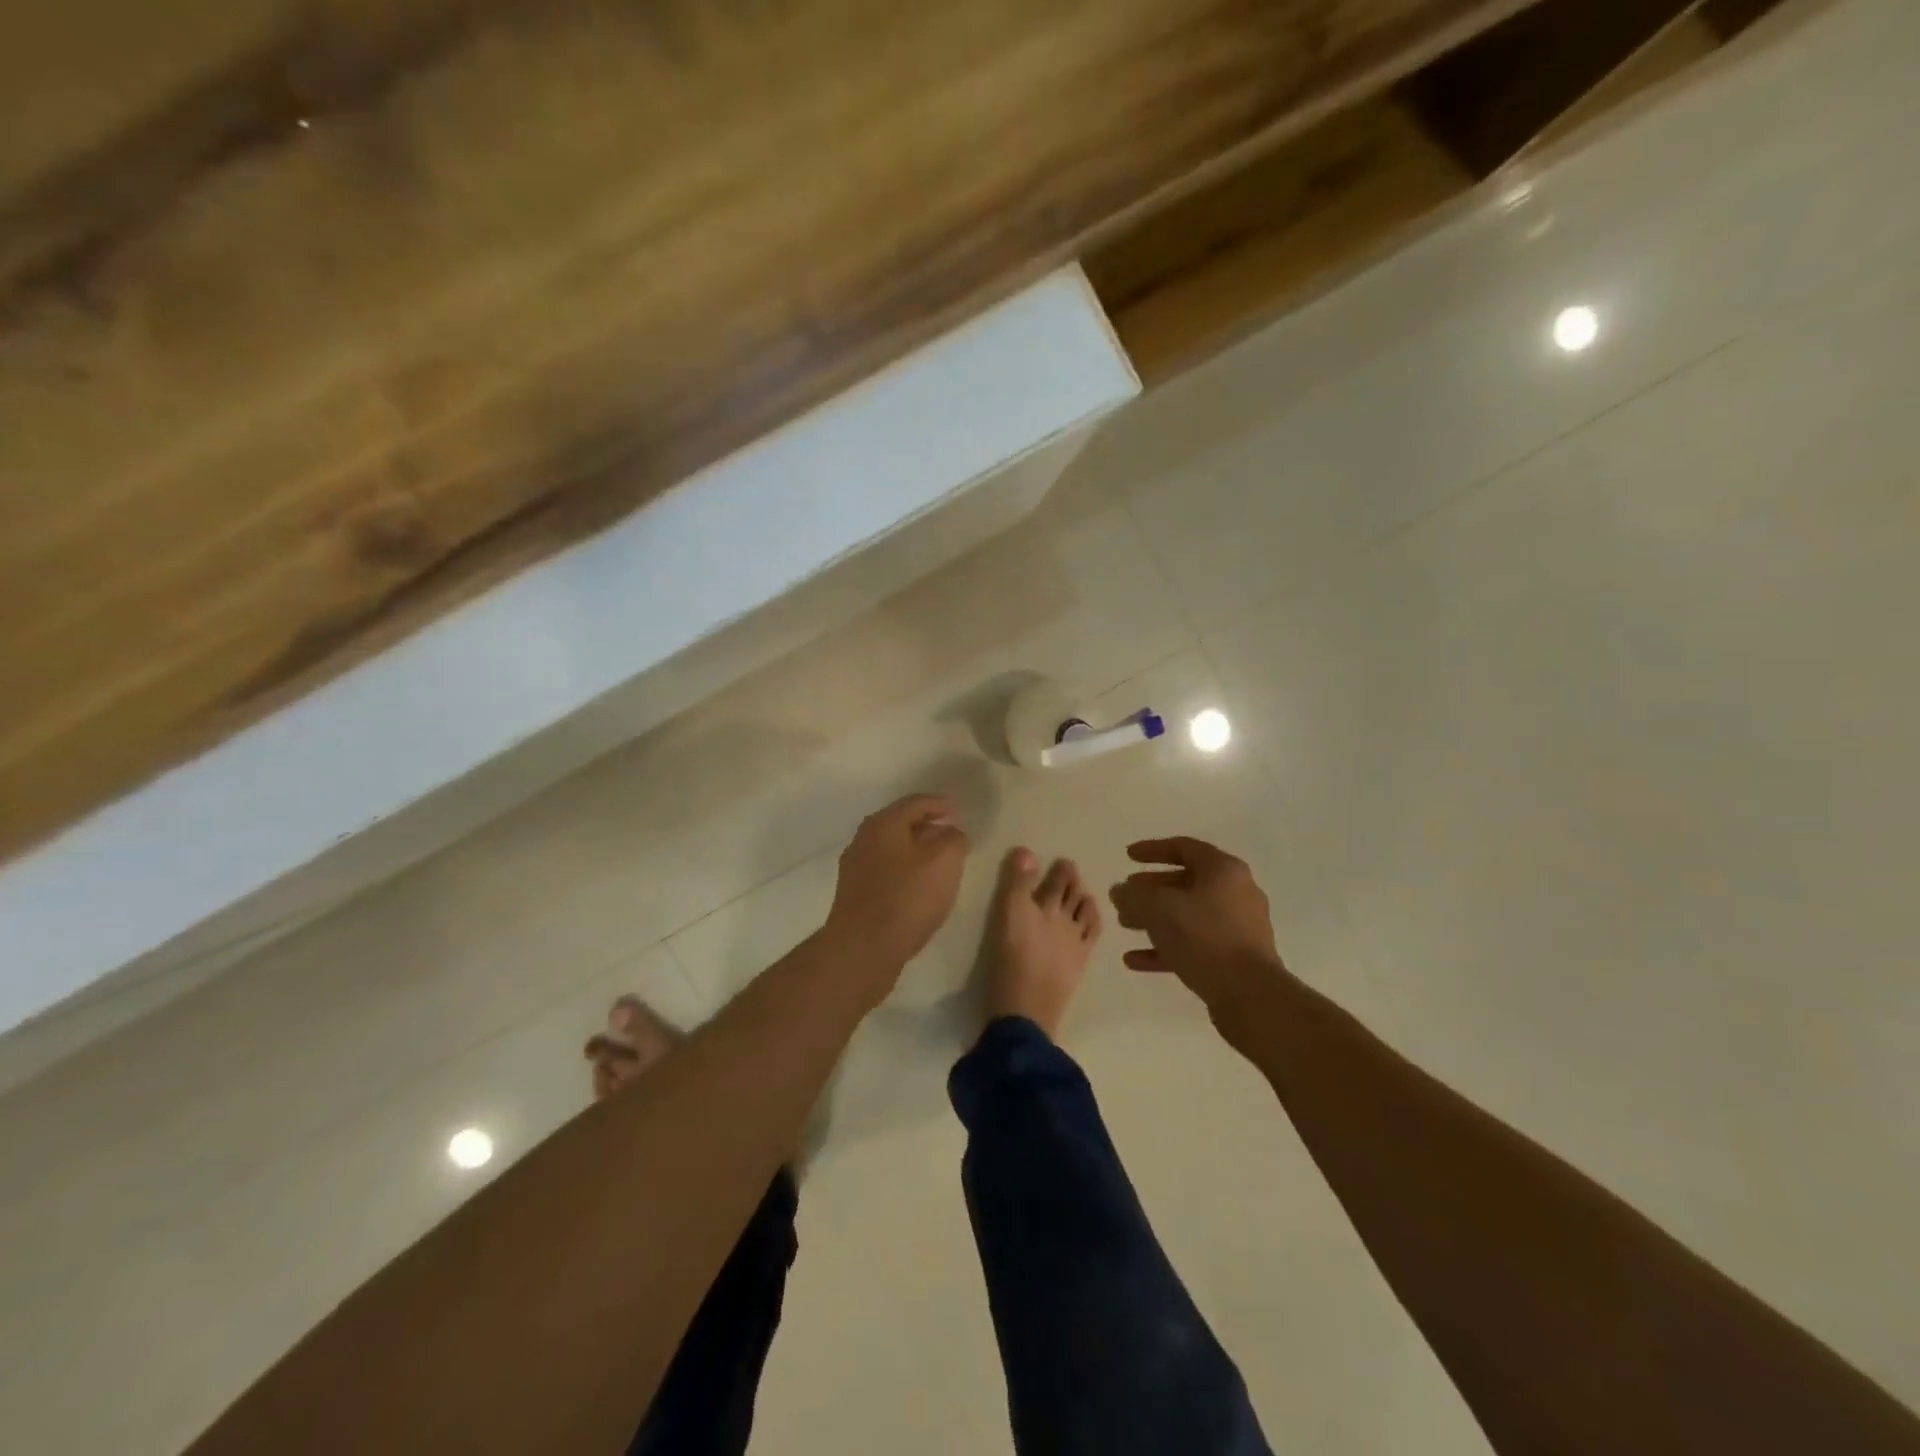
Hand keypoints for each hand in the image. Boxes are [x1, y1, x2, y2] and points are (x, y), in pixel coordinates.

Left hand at [823, 794, 970, 985]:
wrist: (863, 948)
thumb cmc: (907, 897)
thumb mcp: (944, 861)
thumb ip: (954, 839)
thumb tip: (952, 832)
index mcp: (884, 823)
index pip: (917, 802)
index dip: (942, 804)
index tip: (960, 811)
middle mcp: (864, 838)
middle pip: (901, 822)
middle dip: (929, 825)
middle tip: (953, 833)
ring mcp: (856, 866)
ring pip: (893, 847)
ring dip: (917, 849)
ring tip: (941, 860)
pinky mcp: (855, 892)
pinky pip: (886, 869)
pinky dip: (906, 868)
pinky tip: (920, 885)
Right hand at [1109, 837, 1281, 1015]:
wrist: (1250, 994)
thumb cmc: (1204, 937)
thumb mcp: (1158, 908)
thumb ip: (1133, 895)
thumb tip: (1120, 890)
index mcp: (1223, 870)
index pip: (1184, 847)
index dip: (1152, 849)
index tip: (1127, 857)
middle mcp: (1236, 892)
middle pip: (1186, 882)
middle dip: (1150, 889)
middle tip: (1124, 896)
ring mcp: (1238, 927)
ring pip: (1188, 915)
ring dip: (1155, 918)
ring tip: (1125, 925)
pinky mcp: (1235, 958)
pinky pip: (1195, 944)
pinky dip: (1167, 947)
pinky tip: (1135, 960)